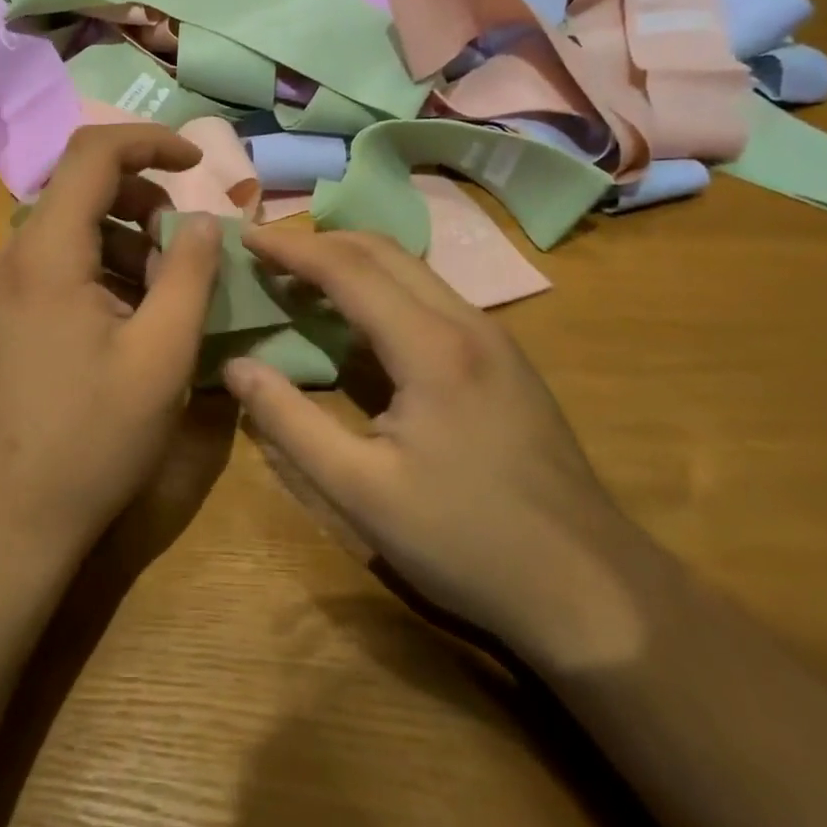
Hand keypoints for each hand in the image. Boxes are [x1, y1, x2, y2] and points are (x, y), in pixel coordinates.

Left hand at [0, 125, 225, 567]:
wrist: (2, 519)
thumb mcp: (160, 355)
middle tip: (186, 245)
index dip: (150, 142)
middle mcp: (15, 256)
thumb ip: (189, 275)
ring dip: (128, 241)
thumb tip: (202, 220)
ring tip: (167, 293)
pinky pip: (60, 267)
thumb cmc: (89, 438)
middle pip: (82, 189)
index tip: (197, 163)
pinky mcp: (6, 318)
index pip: (92, 153)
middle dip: (145, 200)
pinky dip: (104, 271)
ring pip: (73, 231)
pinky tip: (133, 321)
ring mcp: (4, 289)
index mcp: (47, 251)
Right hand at [223, 227, 635, 660]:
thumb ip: (289, 422)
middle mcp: (467, 323)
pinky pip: (432, 298)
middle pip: (384, 252)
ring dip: (354, 263)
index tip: (246, 237)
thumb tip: (235, 367)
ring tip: (303, 282)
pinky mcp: (506, 362)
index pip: (348, 269)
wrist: (591, 589)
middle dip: (320, 243)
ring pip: (413, 271)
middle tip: (268, 256)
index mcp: (431, 347)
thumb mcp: (359, 491)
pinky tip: (362, 324)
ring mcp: (495, 340)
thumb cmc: (465, 540)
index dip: (291, 249)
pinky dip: (384, 290)